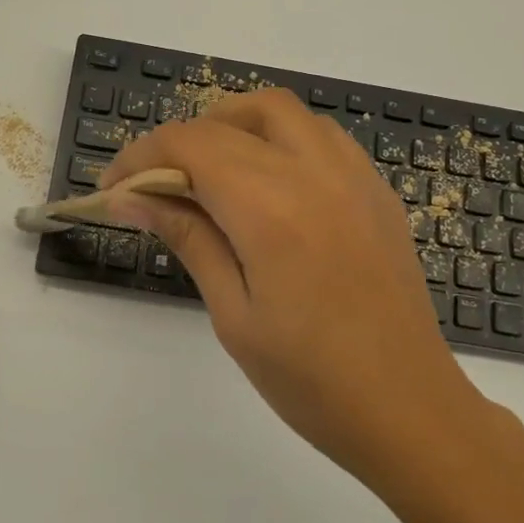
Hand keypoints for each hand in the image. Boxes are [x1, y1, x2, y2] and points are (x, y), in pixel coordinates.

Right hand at [99, 90, 503, 495]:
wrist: (411, 410)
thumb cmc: (311, 380)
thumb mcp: (233, 313)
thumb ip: (187, 237)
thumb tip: (131, 197)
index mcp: (270, 207)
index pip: (188, 145)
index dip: (139, 158)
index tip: (112, 190)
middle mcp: (314, 172)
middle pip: (229, 119)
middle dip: (178, 141)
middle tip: (155, 186)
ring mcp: (353, 175)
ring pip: (279, 111)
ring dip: (231, 126)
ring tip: (207, 174)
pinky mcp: (376, 190)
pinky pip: (318, 135)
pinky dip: (277, 139)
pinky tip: (267, 185)